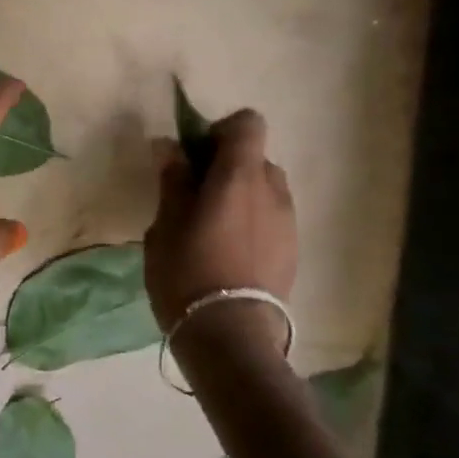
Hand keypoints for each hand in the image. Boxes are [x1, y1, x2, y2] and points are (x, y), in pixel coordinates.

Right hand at [144, 108, 297, 341]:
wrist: (230, 333)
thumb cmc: (187, 272)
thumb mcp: (166, 224)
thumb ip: (172, 181)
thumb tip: (169, 146)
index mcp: (240, 176)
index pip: (247, 124)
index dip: (219, 131)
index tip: (193, 157)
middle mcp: (273, 189)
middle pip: (254, 157)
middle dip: (226, 167)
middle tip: (195, 195)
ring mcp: (288, 221)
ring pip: (264, 189)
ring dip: (241, 195)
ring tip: (212, 227)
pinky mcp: (292, 249)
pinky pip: (271, 218)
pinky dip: (251, 221)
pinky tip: (228, 252)